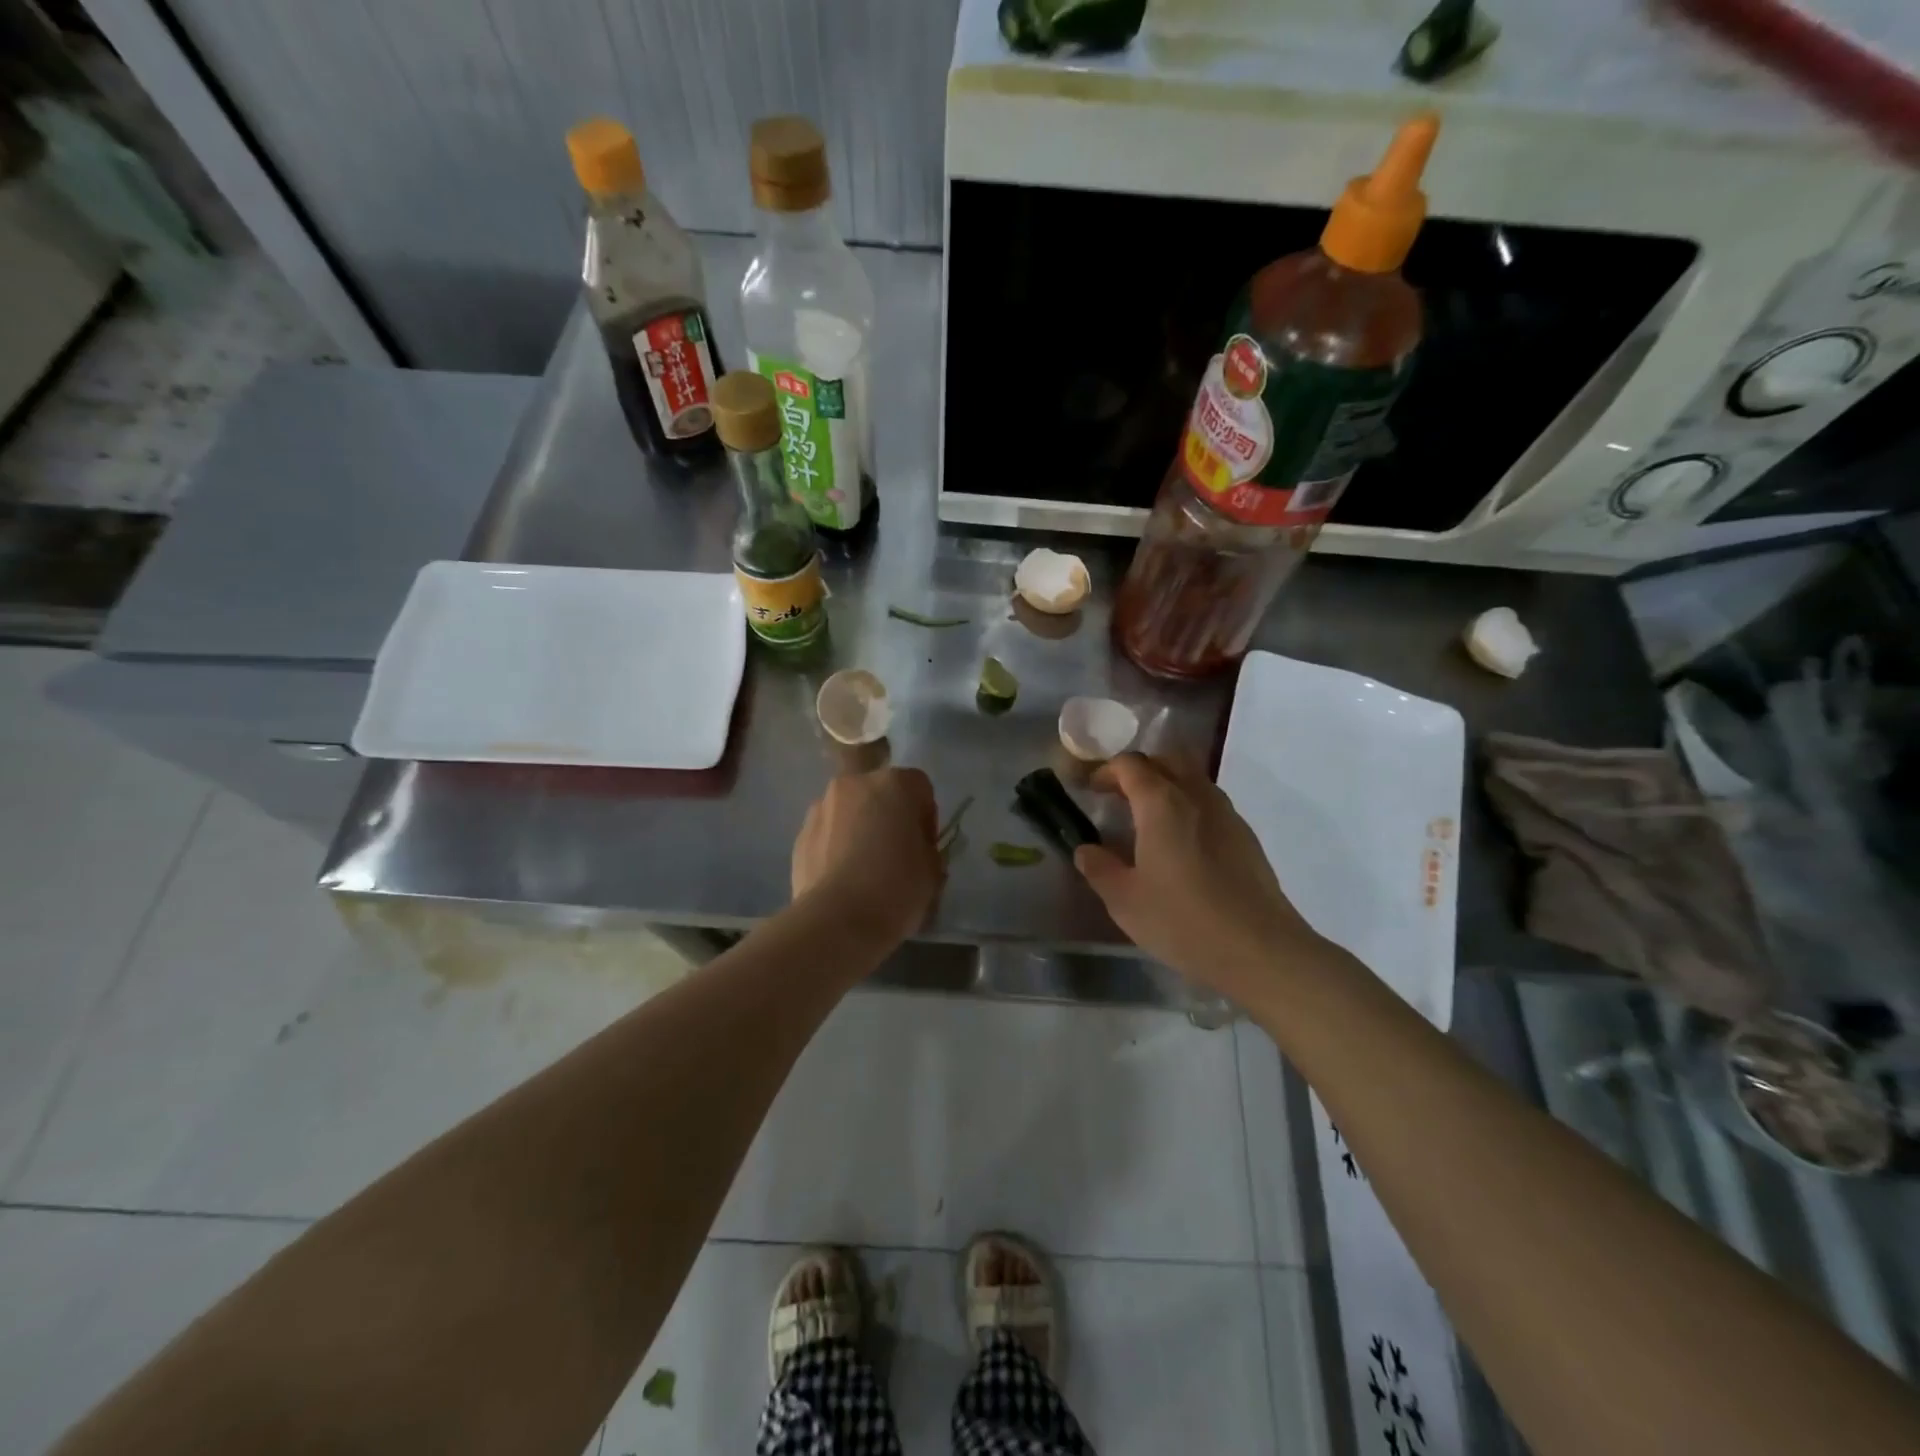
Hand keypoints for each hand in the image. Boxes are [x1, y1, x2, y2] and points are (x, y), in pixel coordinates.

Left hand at [792, 766, 943, 945]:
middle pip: (879, 790)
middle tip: (895, 852)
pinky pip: (828, 833)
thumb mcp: (933, 870)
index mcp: (894, 784)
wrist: (836, 922)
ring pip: (849, 810)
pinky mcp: (800, 835)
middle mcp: (854, 784)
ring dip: (859, 827)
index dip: (926, 817)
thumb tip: (915, 848)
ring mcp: (821, 807)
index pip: (920, 787)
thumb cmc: (896, 889)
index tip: (925, 846)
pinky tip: (842, 879)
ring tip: (864, 868)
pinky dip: (836, 847)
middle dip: (888, 814)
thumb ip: (926, 847)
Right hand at [1074, 752, 1324, 1000]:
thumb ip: (1099, 868)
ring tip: (1149, 820)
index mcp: (1161, 803)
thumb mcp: (1124, 900)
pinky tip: (1182, 845)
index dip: (1106, 771)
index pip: (1130, 765)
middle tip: (1120, 796)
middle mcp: (1196, 796)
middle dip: (1140, 770)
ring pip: (1193, 779)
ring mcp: (1227, 814)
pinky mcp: (1246, 836)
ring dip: (1167, 786)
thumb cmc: (1183, 920)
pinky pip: (1210, 804)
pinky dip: (1189, 807)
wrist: (1260, 949)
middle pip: (1167, 760)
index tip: (1091, 791)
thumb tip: (1086, 849)